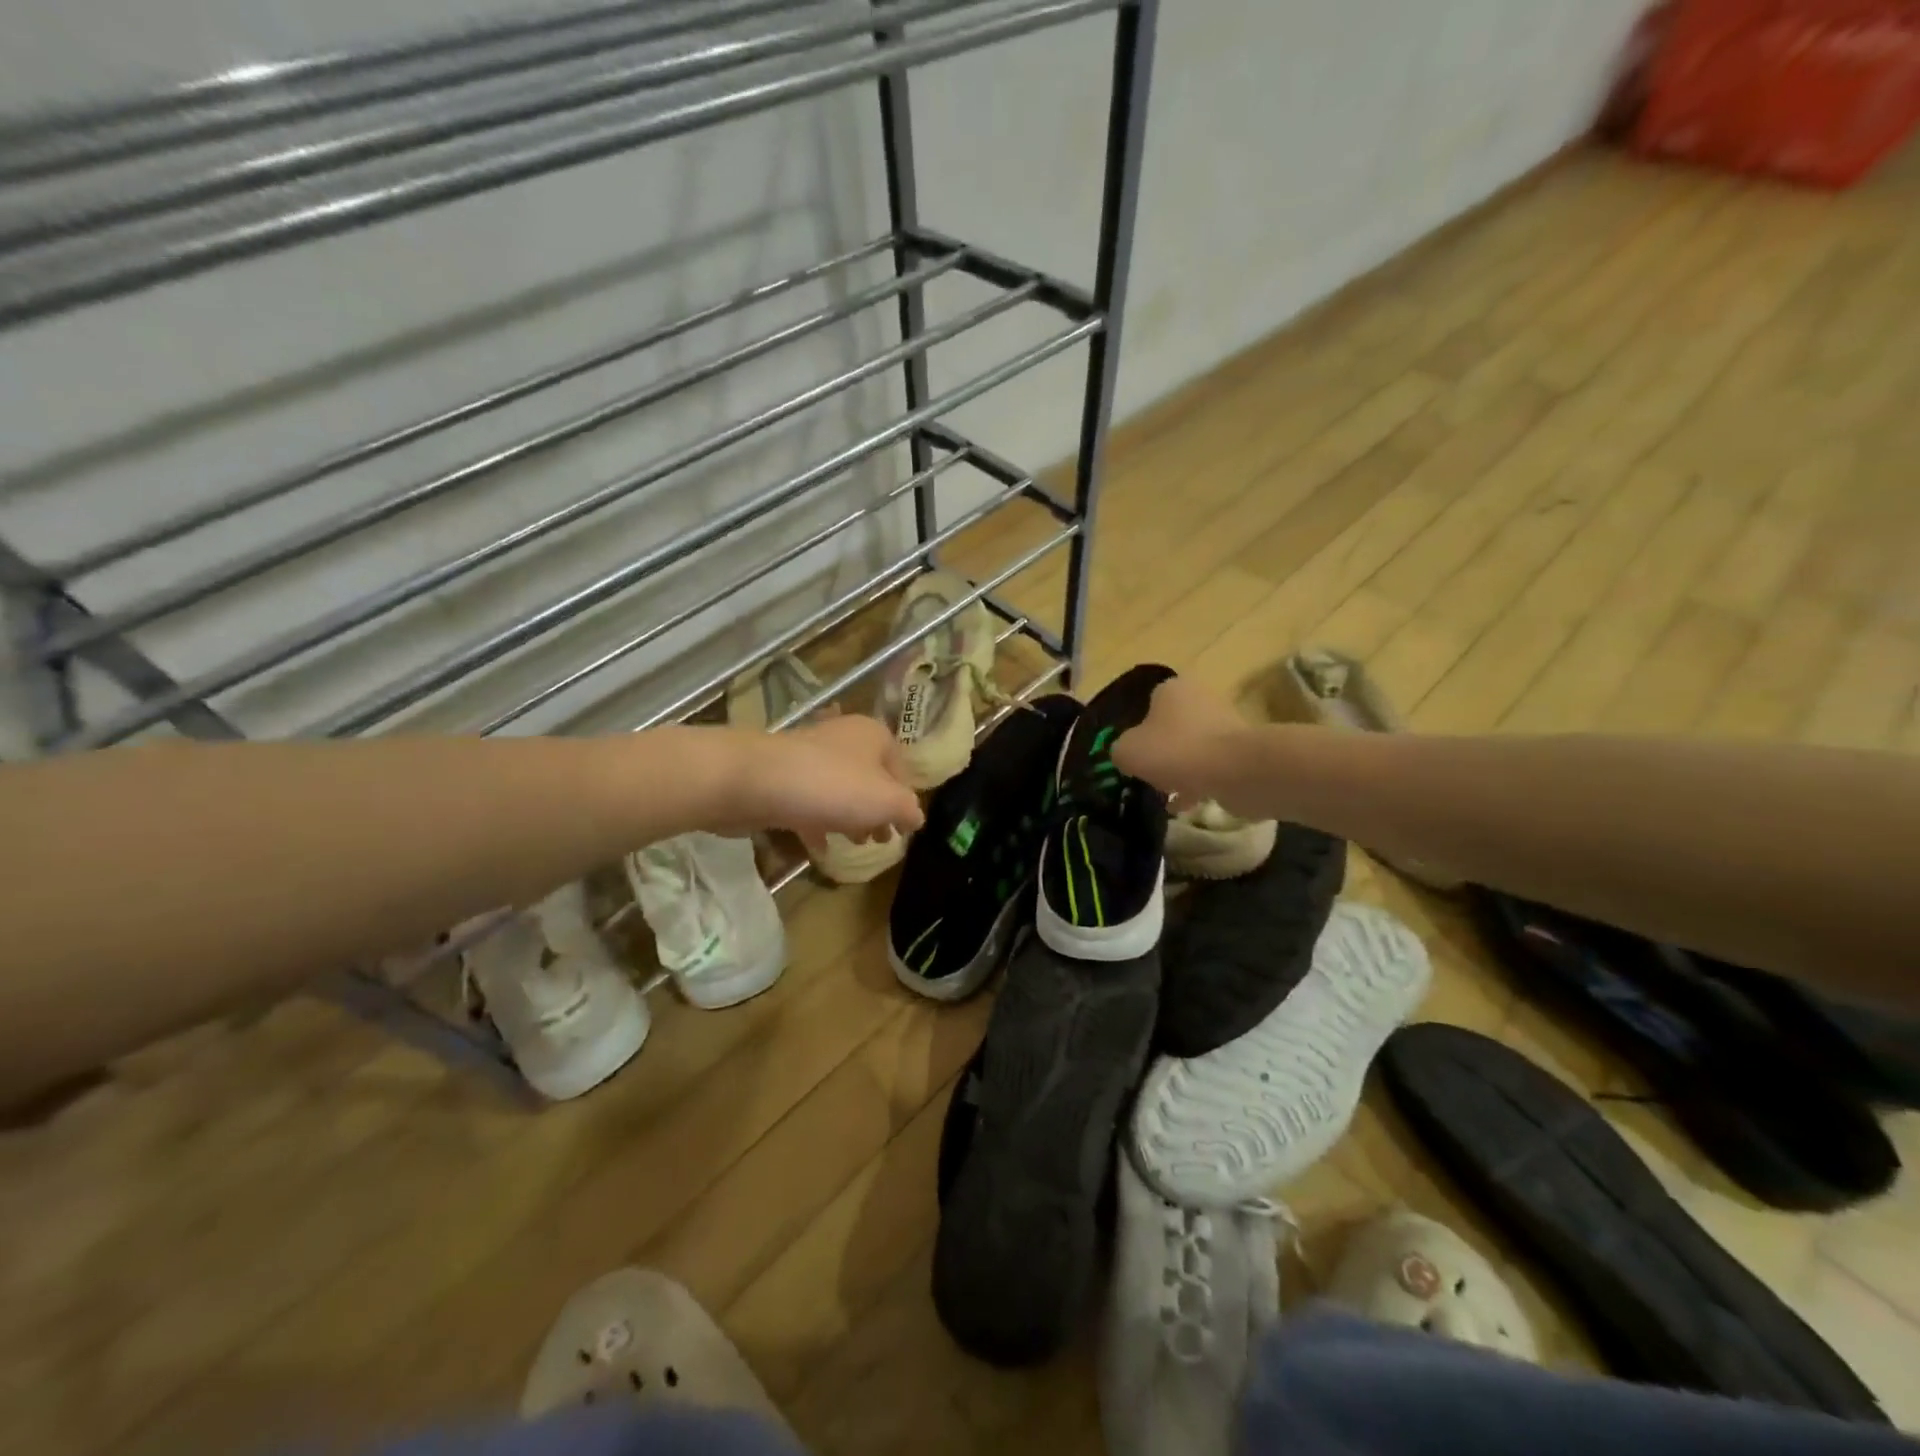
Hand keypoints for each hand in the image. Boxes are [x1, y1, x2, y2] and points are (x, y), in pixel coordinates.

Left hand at [725, 716, 924, 842]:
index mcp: (873, 735)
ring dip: (849, 816)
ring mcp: (809, 756)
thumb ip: (908, 810)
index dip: (905, 799)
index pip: (900, 767)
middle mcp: (843, 738)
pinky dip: (818, 821)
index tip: (904, 828)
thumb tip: (915, 818)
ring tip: (854, 843)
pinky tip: (819, 847)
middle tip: (880, 838)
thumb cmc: (832, 786)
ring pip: (839, 789)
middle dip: (877, 809)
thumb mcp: (886, 801)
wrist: (756, 781)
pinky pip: (809, 801)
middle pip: (869, 777)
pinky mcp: (782, 776)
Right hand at [1112, 676, 1251, 804]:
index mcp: (1172, 689)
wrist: (1237, 770)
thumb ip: (1120, 750)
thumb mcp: (1128, 752)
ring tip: (1167, 796)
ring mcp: (1225, 723)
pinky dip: (1198, 783)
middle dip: (1161, 752)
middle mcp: (1201, 698)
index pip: (1147, 705)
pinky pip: (1212, 766)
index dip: (1137, 732)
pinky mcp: (1242, 750)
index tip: (1133, 755)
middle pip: (1172, 727)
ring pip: (1193, 748)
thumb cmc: (1176, 751)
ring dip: (1180, 770)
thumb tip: (1126, 755)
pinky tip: (1185, 806)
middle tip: (1149, 775)